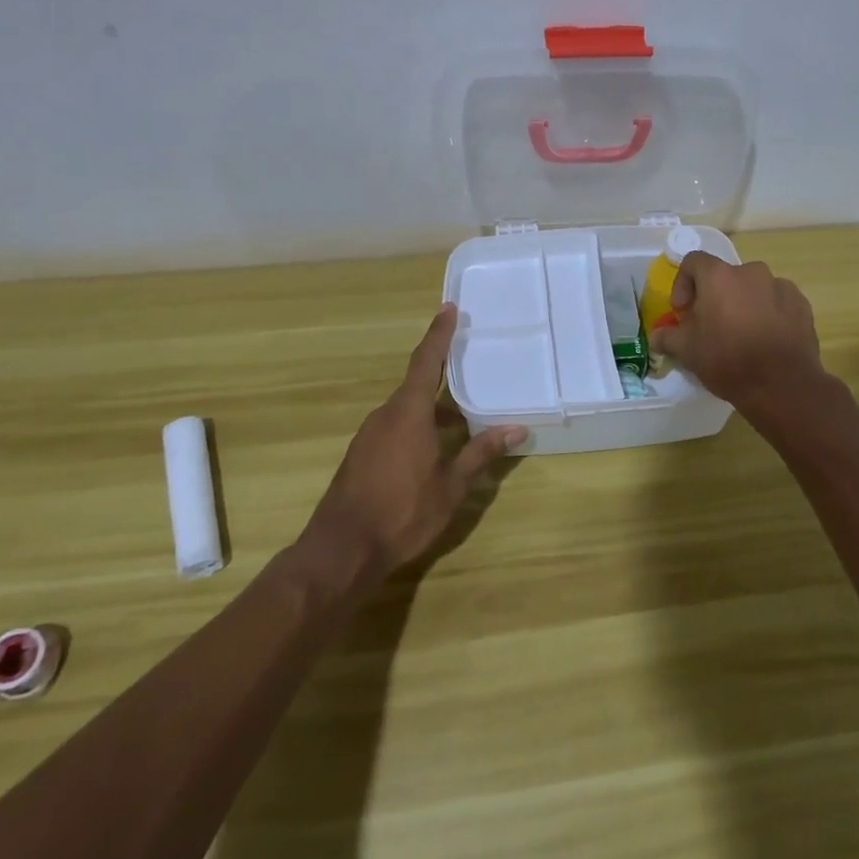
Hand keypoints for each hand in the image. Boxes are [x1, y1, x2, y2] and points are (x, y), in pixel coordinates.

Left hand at [302, 305, 526, 577]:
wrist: (341, 550)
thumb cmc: (402, 512)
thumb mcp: (451, 485)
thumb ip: (482, 453)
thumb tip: (517, 429)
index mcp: (408, 412)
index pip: (426, 361)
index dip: (438, 334)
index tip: (448, 308)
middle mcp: (385, 415)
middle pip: (416, 385)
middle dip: (442, 375)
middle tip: (469, 365)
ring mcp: (369, 436)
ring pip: (406, 410)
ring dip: (432, 408)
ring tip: (462, 416)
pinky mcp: (361, 455)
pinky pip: (395, 427)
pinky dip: (417, 426)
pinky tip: (434, 448)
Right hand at [648, 251, 824, 415]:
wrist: (781, 384)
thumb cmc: (727, 360)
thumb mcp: (687, 351)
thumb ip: (667, 337)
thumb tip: (657, 336)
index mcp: (719, 276)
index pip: (693, 261)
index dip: (683, 283)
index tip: (684, 311)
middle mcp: (751, 272)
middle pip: (725, 277)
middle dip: (715, 297)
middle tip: (712, 326)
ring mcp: (780, 286)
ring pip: (753, 288)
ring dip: (743, 304)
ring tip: (742, 334)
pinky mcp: (801, 304)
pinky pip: (777, 301)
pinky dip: (768, 313)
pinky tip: (766, 339)